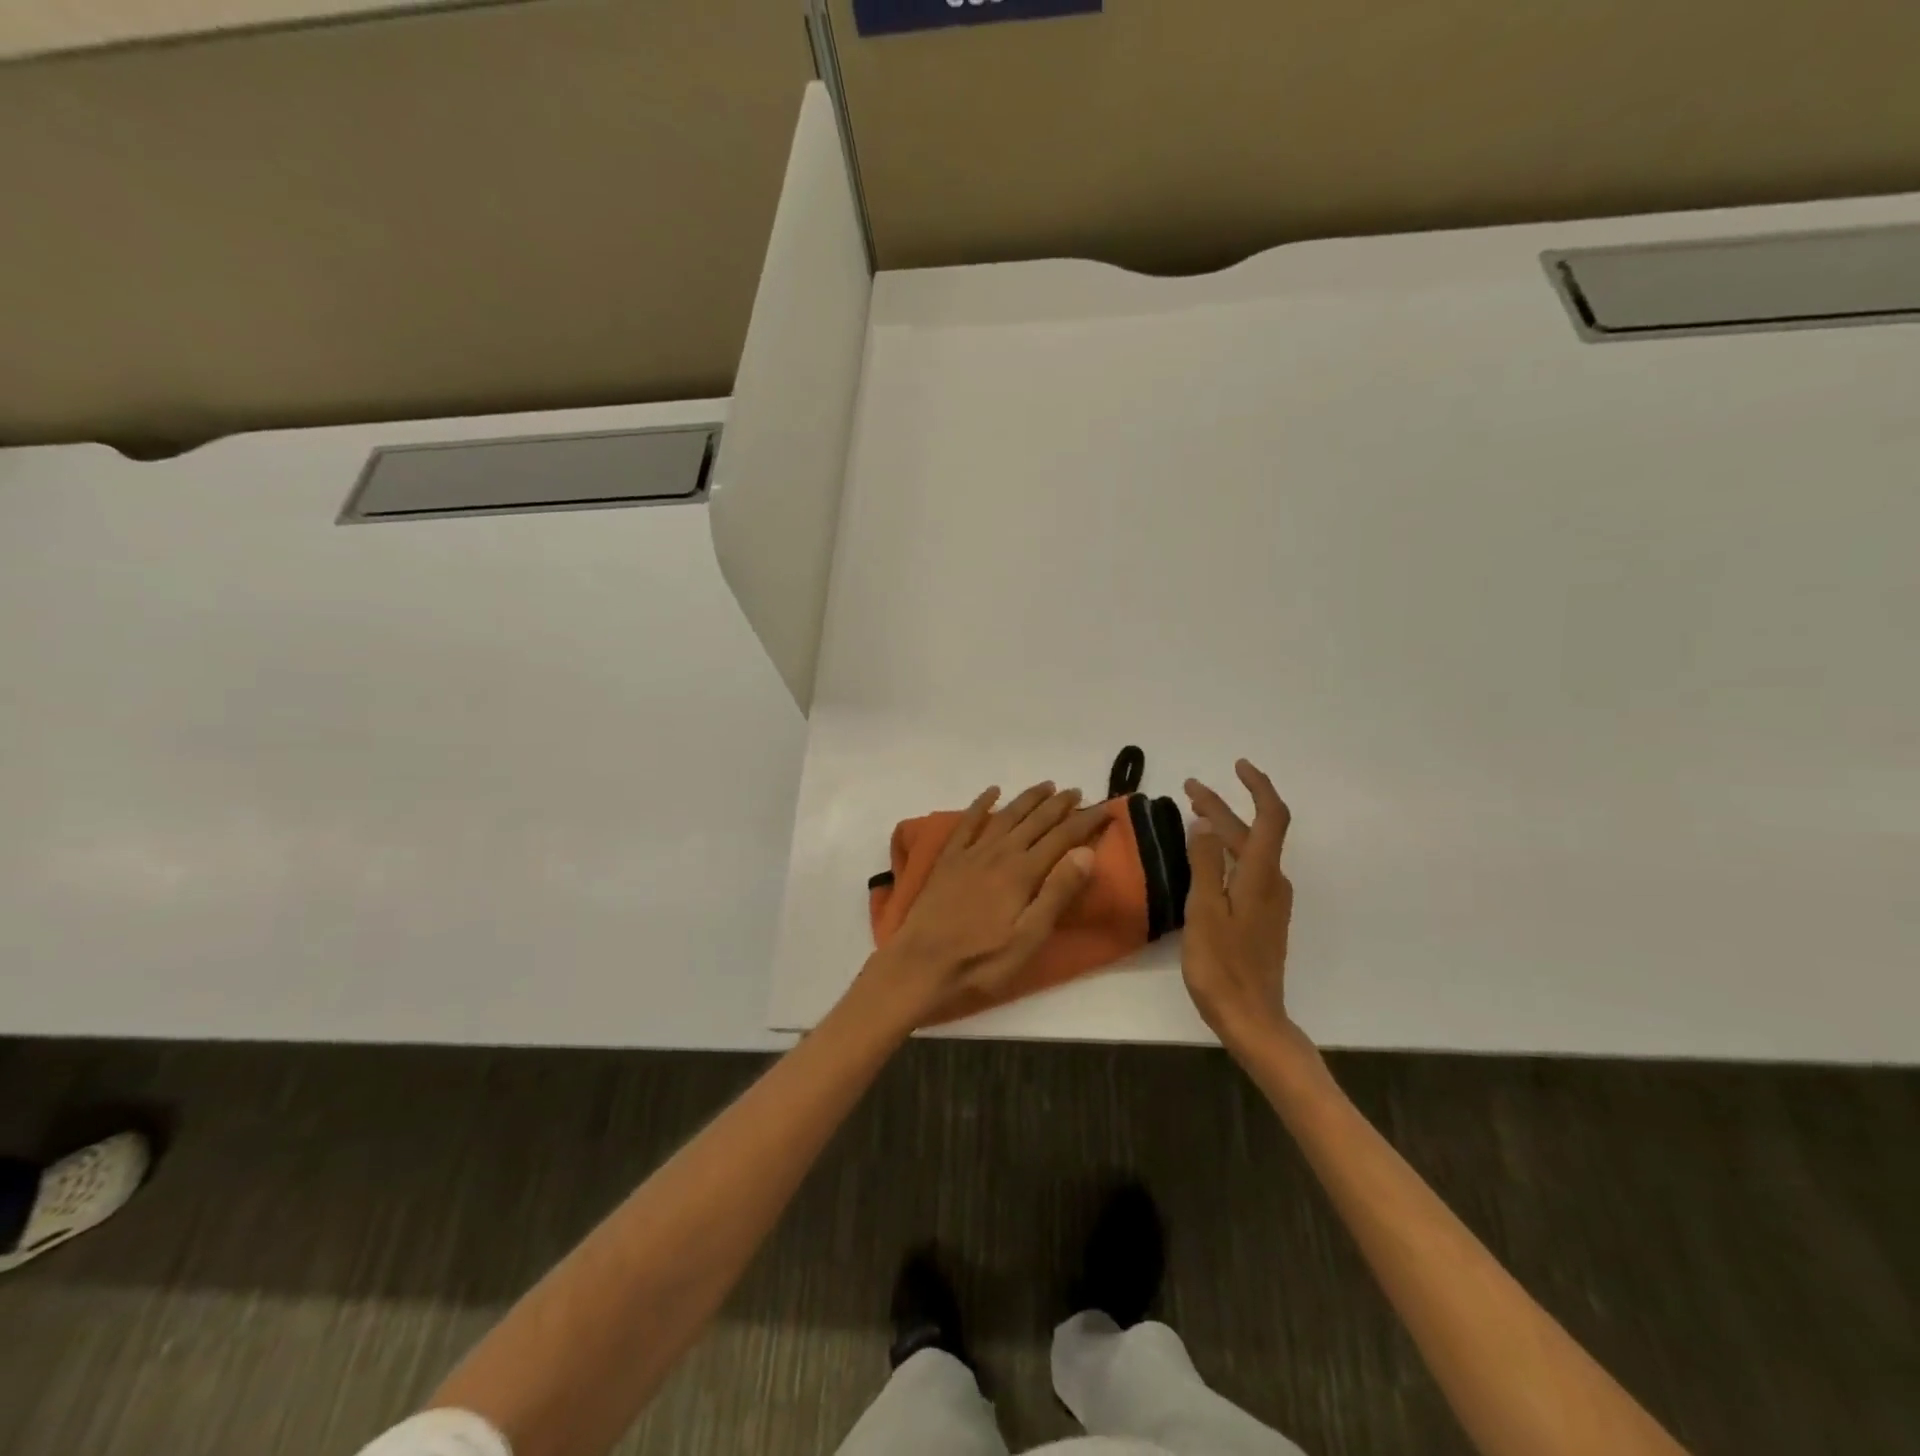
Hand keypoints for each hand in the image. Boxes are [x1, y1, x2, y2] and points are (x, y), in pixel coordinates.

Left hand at [863, 782, 1108, 1023]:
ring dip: (1028, 799)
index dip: (1085, 822)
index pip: (1062, 838)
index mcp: (1023, 873)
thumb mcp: (1029, 938)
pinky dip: (981, 804)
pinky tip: (992, 792)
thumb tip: (1085, 852)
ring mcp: (970, 854)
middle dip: (1059, 805)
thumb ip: (1057, 893)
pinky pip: (967, 822)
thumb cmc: (981, 962)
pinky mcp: (948, 860)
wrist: (920, 966)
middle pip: (1035, 821)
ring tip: (1046, 786)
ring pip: (1005, 816)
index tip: (1105, 808)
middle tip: (1077, 791)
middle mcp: (999, 853)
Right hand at [1182, 760, 1297, 1049]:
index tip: (1237, 766)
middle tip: (1190, 789)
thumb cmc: (1223, 965)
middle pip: (1253, 833)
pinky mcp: (1262, 917)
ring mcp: (1270, 901)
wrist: (1252, 1018)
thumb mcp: (1205, 911)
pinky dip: (1226, 852)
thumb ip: (1205, 864)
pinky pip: (1246, 870)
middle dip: (1223, 806)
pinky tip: (1206, 857)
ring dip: (1223, 828)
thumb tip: (1204, 824)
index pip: (1270, 817)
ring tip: (1194, 815)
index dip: (1258, 787)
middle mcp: (1272, 883)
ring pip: (1249, 851)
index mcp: (1262, 877)